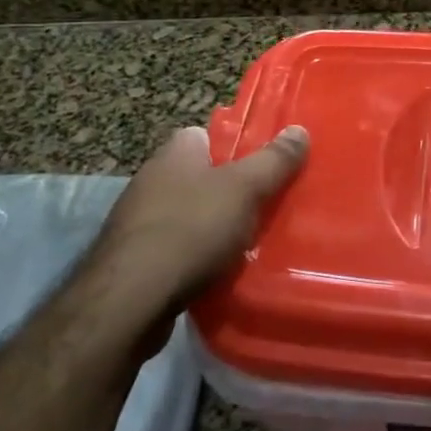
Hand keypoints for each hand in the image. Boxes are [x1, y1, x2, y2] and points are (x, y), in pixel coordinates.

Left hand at [100, 124, 309, 317]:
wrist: (130, 300)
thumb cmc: (192, 229)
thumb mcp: (245, 189)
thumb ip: (274, 160)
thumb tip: (299, 130)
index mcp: (175, 151)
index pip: (209, 135)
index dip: (238, 148)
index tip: (265, 167)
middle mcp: (151, 178)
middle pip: (202, 176)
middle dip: (230, 192)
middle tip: (265, 207)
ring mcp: (138, 220)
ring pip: (189, 215)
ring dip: (213, 228)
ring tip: (248, 245)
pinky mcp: (133, 258)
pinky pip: (175, 249)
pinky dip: (195, 258)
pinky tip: (216, 273)